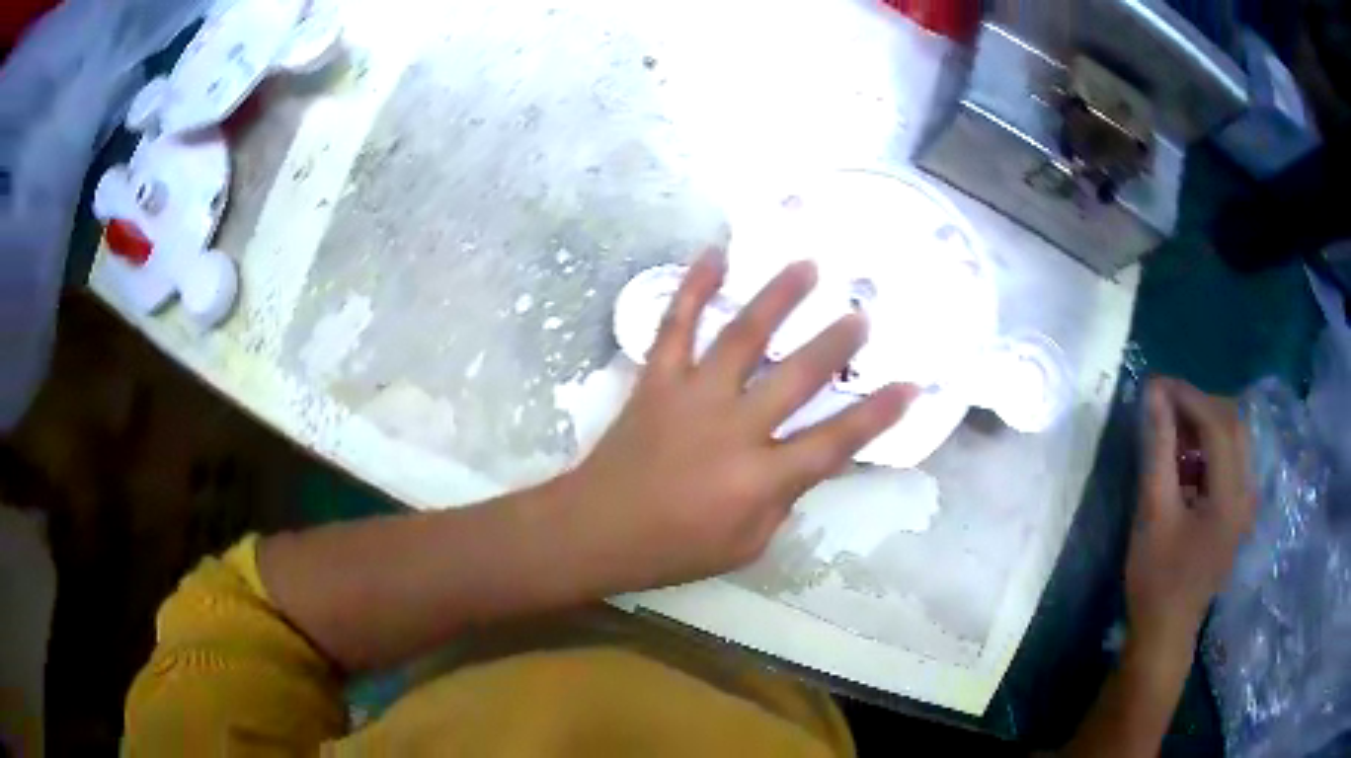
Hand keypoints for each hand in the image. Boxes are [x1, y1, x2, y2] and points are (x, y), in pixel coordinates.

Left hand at [552, 250, 915, 591]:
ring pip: (743, 335)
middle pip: (796, 377)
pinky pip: (676, 324)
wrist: (596, 530)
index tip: (910, 386)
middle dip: (835, 343)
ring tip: (807, 266)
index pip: (834, 442)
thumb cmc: (673, 549)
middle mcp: (733, 429)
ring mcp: (692, 396)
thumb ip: (781, 501)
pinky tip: (713, 254)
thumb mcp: (745, 546)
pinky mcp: (657, 379)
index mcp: (759, 479)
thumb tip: (803, 460)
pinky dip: (694, 287)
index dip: (877, 415)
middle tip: (861, 314)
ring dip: (779, 297)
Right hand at [1126, 378, 1255, 652]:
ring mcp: (1247, 502)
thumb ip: (1158, 449)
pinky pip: (1232, 460)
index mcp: (1231, 496)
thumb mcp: (1153, 512)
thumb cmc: (1156, 578)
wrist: (1166, 631)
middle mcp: (1248, 492)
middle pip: (1233, 424)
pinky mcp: (1239, 511)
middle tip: (1164, 404)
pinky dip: (1210, 447)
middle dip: (1199, 405)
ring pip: (1235, 438)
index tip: (1156, 384)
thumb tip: (1154, 394)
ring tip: (1172, 429)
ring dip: (1205, 424)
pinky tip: (1186, 460)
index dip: (1188, 397)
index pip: (1218, 424)